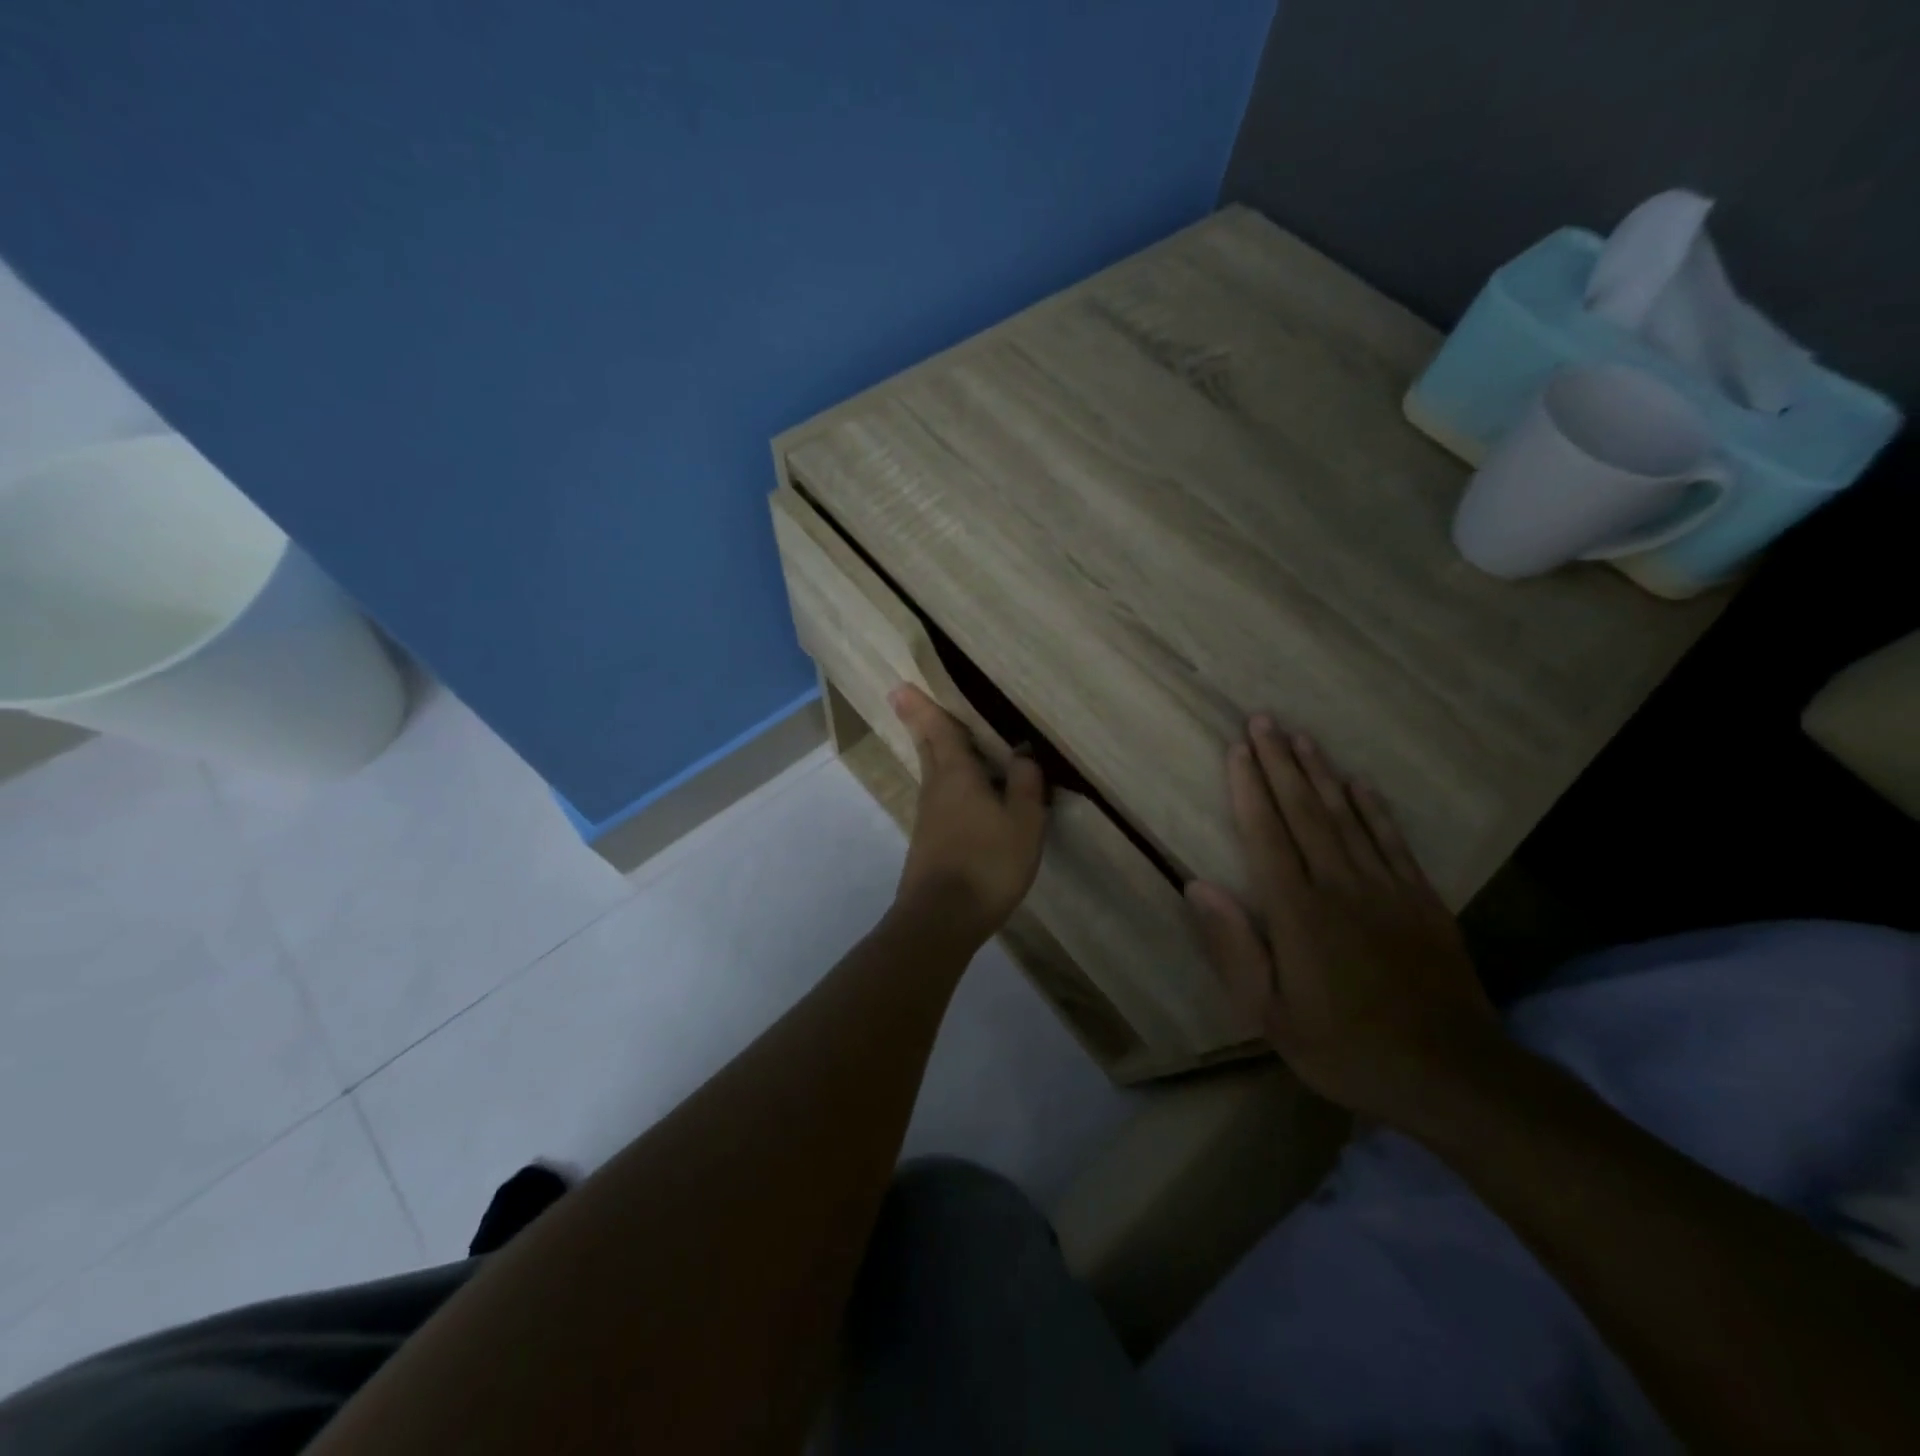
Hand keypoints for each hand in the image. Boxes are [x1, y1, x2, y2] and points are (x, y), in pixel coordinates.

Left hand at [889, 684, 1046, 944]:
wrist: (942, 918)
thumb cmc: (988, 863)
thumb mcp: (1023, 822)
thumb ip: (1025, 784)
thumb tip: (1022, 753)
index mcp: (957, 775)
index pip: (939, 730)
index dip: (923, 707)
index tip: (900, 686)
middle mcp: (936, 788)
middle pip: (928, 748)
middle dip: (922, 723)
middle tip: (910, 701)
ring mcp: (928, 816)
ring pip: (933, 773)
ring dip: (937, 752)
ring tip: (950, 740)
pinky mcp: (929, 840)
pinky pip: (940, 797)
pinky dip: (948, 782)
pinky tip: (966, 793)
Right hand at [1184, 716, 1503, 1127]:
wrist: (1453, 1076)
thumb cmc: (1346, 1047)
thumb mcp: (1270, 1014)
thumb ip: (1233, 946)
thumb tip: (1196, 885)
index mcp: (1298, 912)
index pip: (1267, 835)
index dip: (1250, 788)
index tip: (1237, 749)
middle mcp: (1340, 885)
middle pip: (1305, 811)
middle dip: (1281, 763)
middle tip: (1264, 720)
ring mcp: (1387, 889)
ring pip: (1347, 816)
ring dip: (1322, 773)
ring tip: (1302, 737)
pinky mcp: (1422, 901)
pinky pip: (1392, 841)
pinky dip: (1374, 808)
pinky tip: (1360, 783)